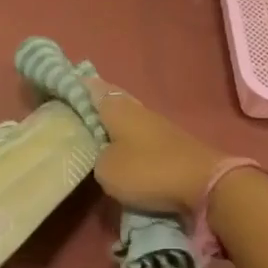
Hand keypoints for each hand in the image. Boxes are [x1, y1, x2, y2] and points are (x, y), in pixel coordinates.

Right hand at [82, 76, 222, 214]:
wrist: (205, 185)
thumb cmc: (148, 170)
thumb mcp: (107, 169)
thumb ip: (97, 157)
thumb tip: (103, 152)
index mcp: (118, 109)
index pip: (93, 89)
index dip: (76, 86)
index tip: (62, 83)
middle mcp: (138, 110)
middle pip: (112, 100)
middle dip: (95, 102)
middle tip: (75, 106)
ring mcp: (158, 126)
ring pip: (127, 118)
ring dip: (112, 122)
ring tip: (94, 130)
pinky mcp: (172, 144)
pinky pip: (140, 135)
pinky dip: (127, 138)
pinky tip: (120, 147)